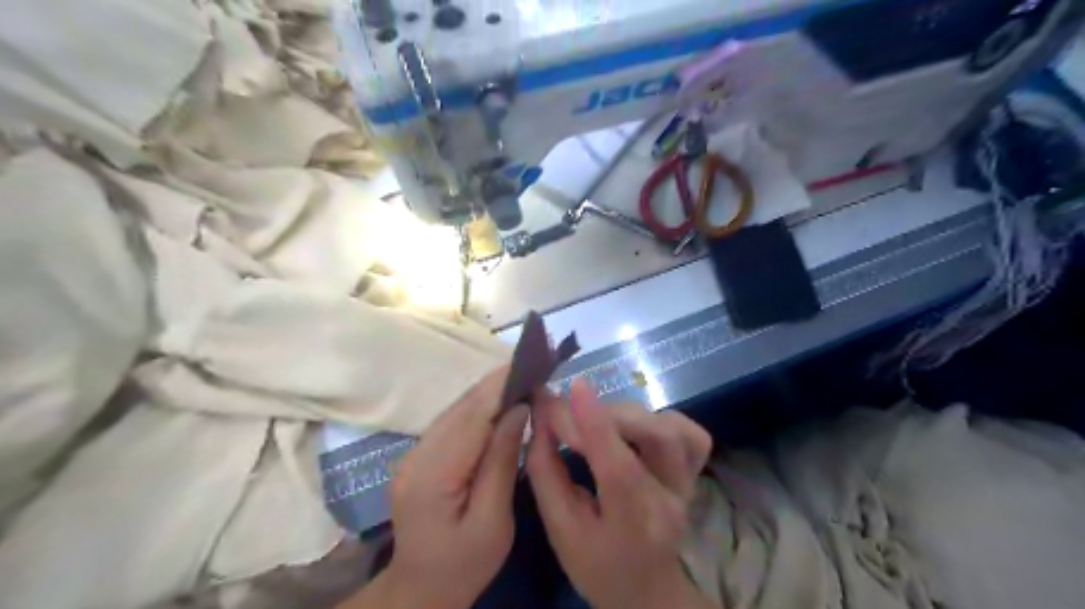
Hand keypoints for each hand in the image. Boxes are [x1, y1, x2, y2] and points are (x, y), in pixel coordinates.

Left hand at [339, 367, 524, 608]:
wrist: (421, 589)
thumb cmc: (464, 564)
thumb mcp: (493, 521)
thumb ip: (503, 462)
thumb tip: (518, 410)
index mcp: (434, 475)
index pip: (472, 418)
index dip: (500, 388)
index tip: (528, 365)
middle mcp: (417, 455)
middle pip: (461, 408)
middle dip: (496, 384)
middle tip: (531, 364)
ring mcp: (414, 454)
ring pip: (456, 410)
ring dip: (488, 392)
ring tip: (521, 376)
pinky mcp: (420, 456)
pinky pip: (453, 422)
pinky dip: (478, 408)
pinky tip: (499, 402)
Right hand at [528, 384, 718, 608]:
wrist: (646, 585)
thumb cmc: (595, 562)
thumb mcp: (559, 528)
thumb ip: (546, 470)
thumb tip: (540, 415)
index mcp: (634, 526)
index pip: (620, 470)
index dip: (596, 424)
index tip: (573, 387)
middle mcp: (672, 499)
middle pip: (654, 437)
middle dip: (605, 415)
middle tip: (566, 415)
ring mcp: (690, 481)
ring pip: (671, 427)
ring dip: (627, 414)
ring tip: (596, 422)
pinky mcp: (696, 469)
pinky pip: (688, 430)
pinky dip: (657, 416)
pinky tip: (632, 424)